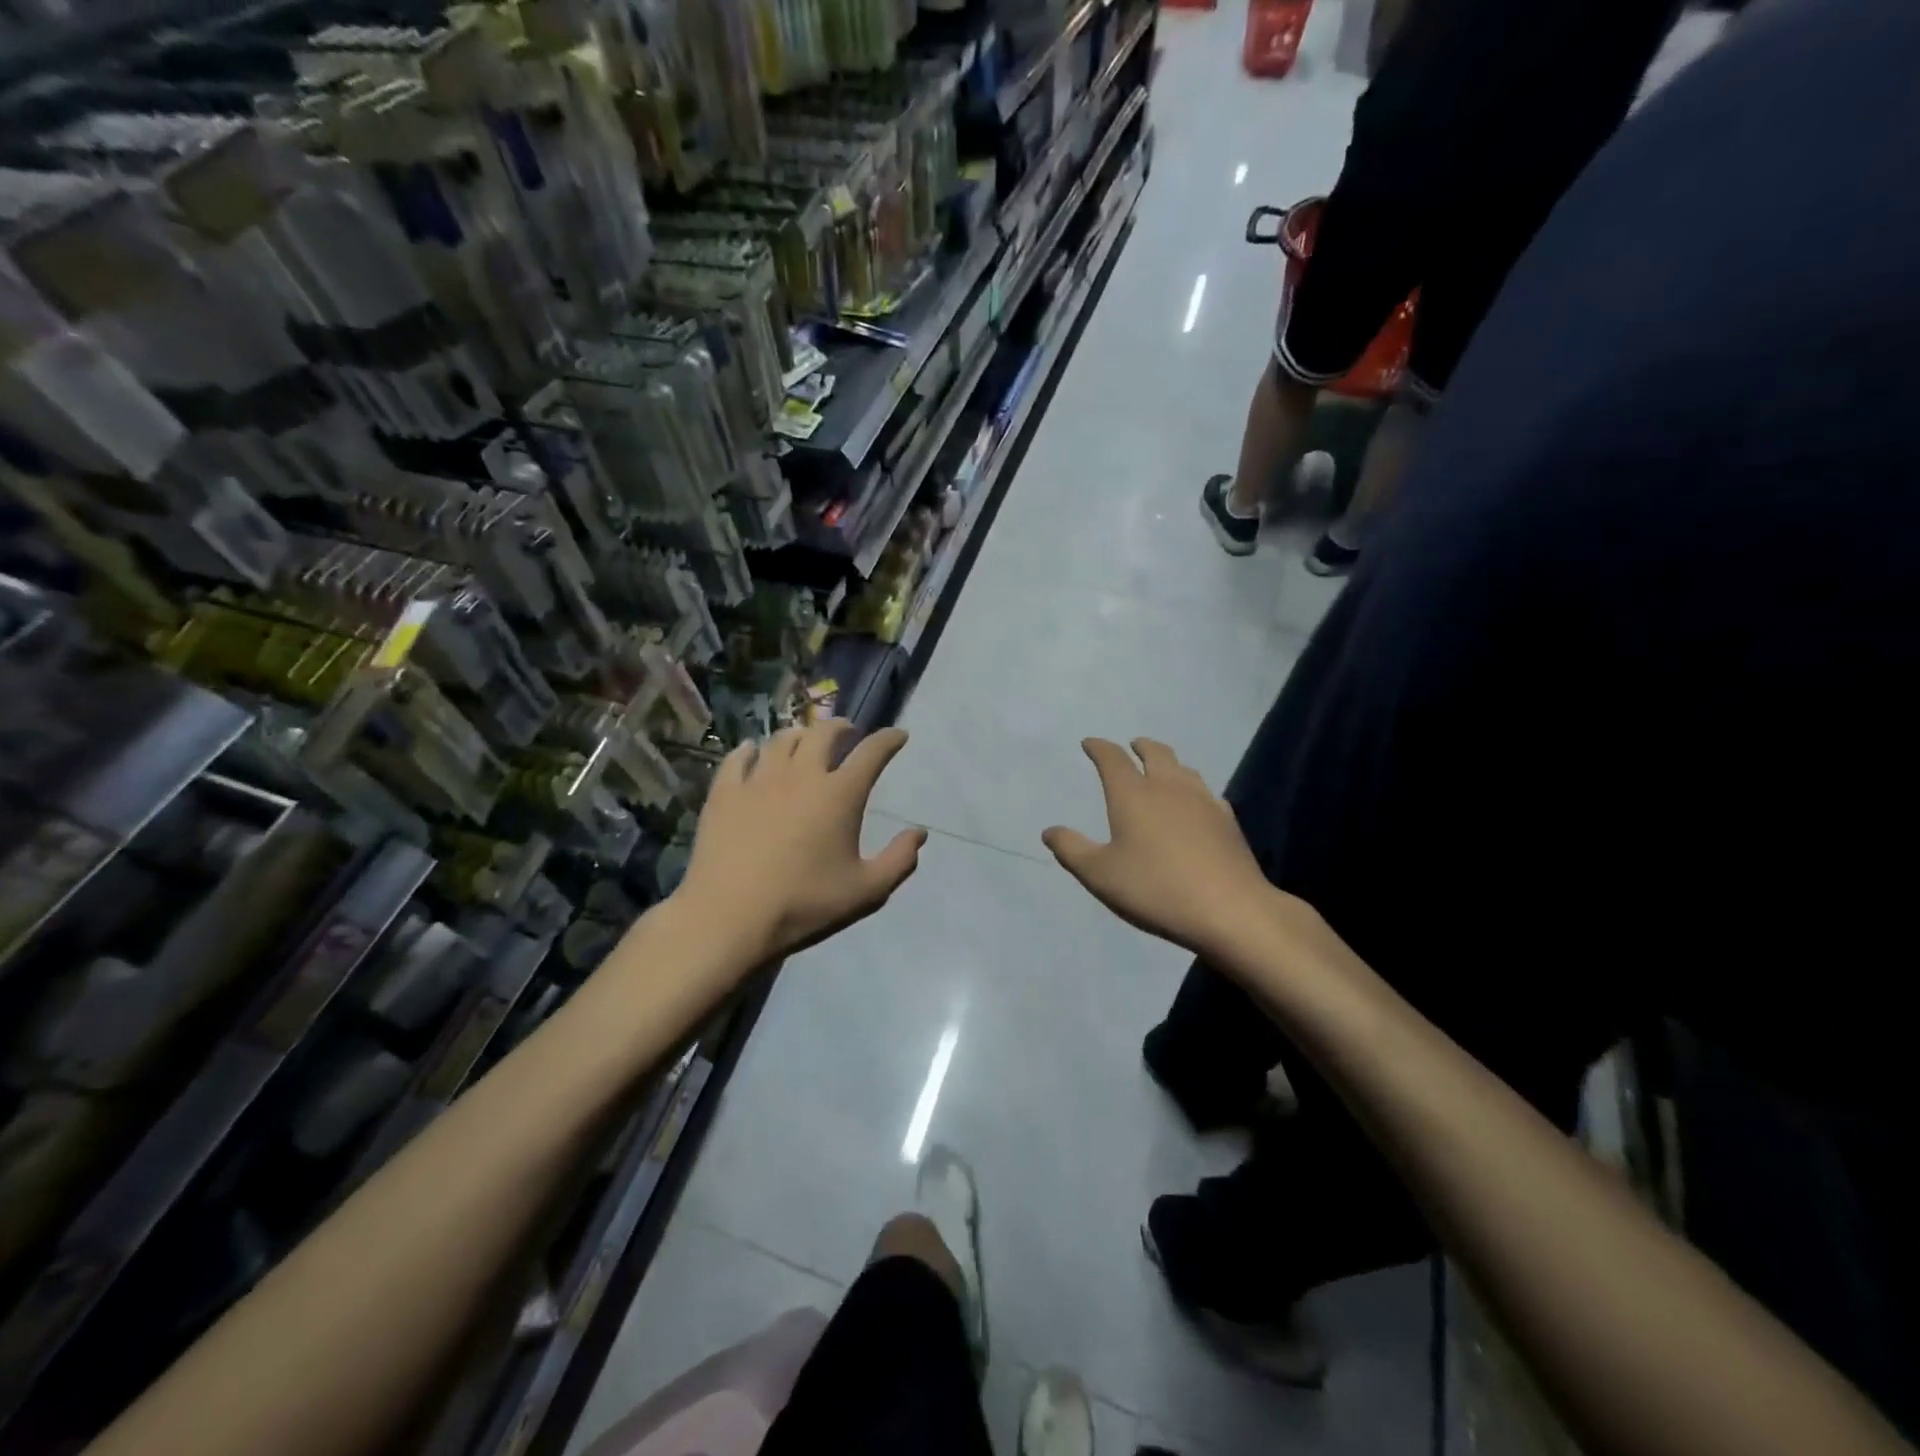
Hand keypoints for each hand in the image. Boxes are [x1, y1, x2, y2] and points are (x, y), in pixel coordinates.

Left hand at [676, 720, 926, 961]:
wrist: (730, 917)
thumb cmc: (804, 903)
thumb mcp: (866, 891)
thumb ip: (899, 860)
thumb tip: (919, 833)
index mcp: (840, 794)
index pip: (871, 752)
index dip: (888, 739)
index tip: (898, 736)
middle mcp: (801, 775)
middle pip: (823, 733)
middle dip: (841, 727)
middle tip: (848, 732)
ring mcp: (759, 780)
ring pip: (782, 739)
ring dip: (800, 735)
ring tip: (804, 742)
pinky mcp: (725, 792)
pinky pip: (738, 757)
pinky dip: (752, 750)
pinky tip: (753, 753)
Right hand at [1042, 738, 1275, 959]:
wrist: (1230, 909)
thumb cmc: (1155, 889)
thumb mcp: (1100, 875)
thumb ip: (1072, 849)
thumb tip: (1050, 831)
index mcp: (1133, 794)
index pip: (1112, 759)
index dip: (1099, 748)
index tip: (1090, 743)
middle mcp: (1168, 787)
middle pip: (1155, 752)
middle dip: (1139, 746)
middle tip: (1132, 746)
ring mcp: (1203, 801)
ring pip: (1183, 768)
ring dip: (1168, 763)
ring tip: (1162, 770)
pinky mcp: (1227, 820)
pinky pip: (1205, 791)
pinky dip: (1192, 788)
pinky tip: (1195, 803)